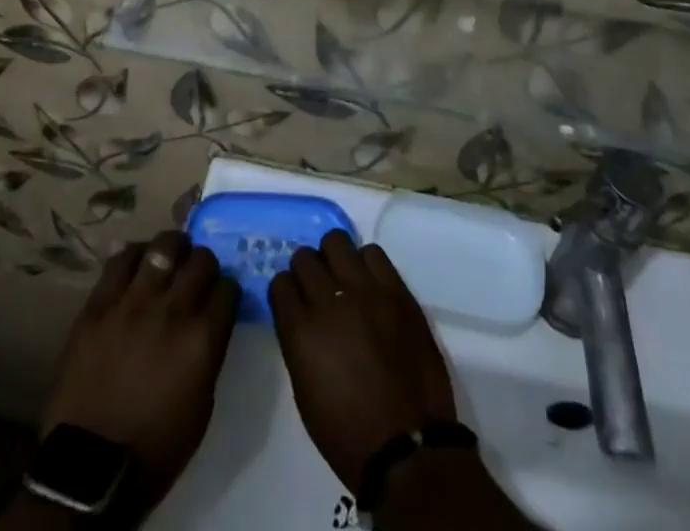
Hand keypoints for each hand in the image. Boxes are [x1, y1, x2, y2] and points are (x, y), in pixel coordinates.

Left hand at [40, 231, 239, 512]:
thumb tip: (211, 322)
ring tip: (170, 255)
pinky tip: (139, 263)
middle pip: (201, 260)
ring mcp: (133, 303)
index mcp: (202, 339)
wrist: (89, 468)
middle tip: (197, 275)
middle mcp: (172, 310)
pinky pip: (121, 260)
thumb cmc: (155, 448)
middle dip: (205, 264)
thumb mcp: (201, 405)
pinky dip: (135, 255)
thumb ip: (209, 352)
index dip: (227, 290)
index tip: (221, 296)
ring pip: (163, 246)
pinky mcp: (99, 304)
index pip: (228, 288)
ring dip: (173, 248)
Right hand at [268, 231, 459, 491]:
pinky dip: (366, 264)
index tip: (293, 300)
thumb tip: (302, 316)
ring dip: (334, 259)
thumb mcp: (305, 392)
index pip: (280, 284)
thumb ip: (299, 343)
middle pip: (305, 258)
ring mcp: (366, 291)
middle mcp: (329, 301)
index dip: (286, 291)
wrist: (408, 447)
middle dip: (306, 271)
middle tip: (317, 289)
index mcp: (301, 332)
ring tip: (343, 279)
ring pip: (337, 242)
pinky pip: (373, 253)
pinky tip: (369, 284)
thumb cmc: (348, 433)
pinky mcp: (396, 290)